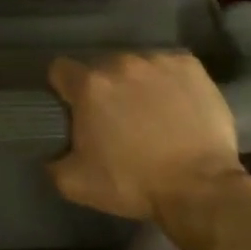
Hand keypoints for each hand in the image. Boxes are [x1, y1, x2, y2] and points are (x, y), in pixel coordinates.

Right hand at [47, 51, 245, 220]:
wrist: (199, 188)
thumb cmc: (134, 184)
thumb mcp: (76, 184)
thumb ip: (53, 162)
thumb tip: (50, 152)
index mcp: (89, 86)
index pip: (61, 70)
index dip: (64, 89)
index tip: (74, 108)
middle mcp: (120, 63)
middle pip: (101, 68)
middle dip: (104, 89)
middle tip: (117, 119)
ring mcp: (157, 61)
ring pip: (136, 66)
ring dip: (136, 84)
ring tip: (151, 114)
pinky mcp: (189, 65)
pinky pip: (169, 66)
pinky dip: (168, 82)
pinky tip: (177, 106)